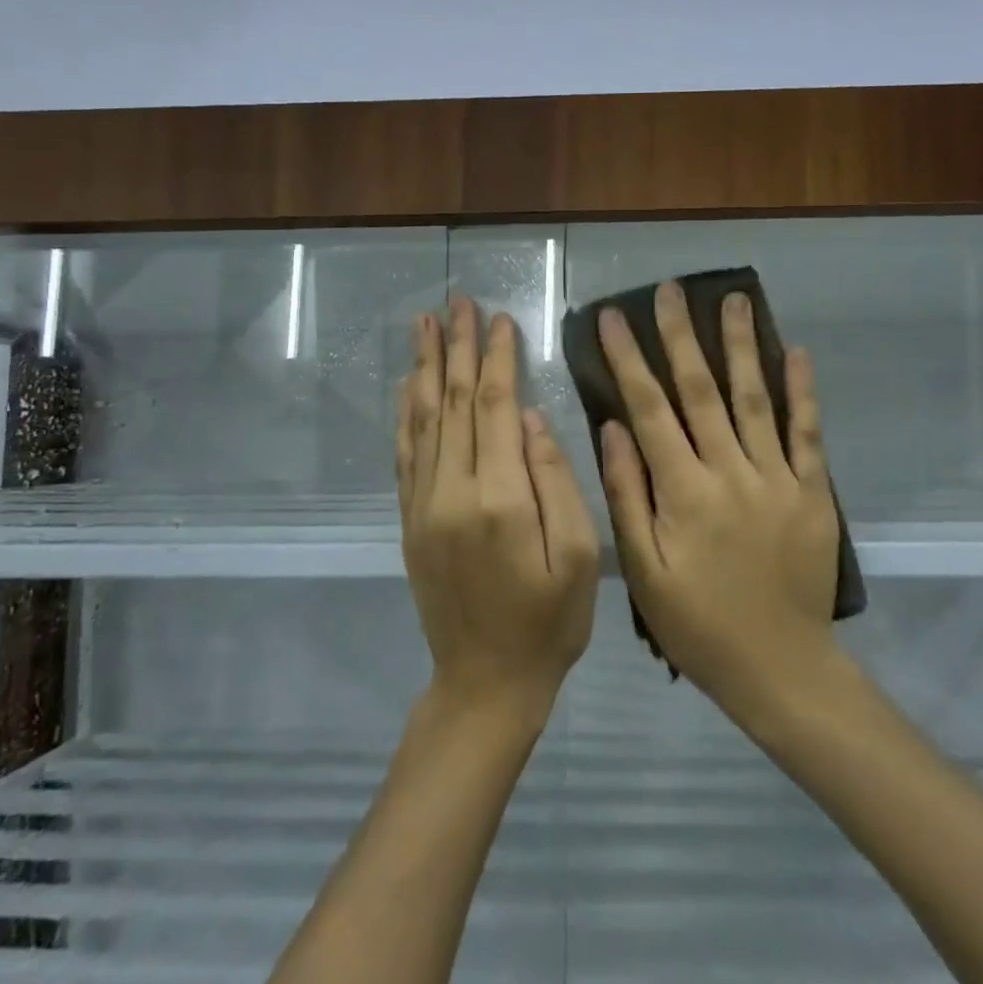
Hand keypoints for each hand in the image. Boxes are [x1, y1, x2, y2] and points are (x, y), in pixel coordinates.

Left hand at [397, 295, 598, 720]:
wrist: (485, 682)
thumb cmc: (549, 622)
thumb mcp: (577, 556)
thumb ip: (555, 481)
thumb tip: (532, 419)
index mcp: (500, 497)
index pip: (498, 407)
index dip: (498, 358)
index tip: (499, 317)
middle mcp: (452, 491)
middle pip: (456, 403)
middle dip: (457, 348)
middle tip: (456, 301)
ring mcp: (423, 506)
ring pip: (424, 420)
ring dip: (425, 367)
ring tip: (424, 324)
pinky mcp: (410, 521)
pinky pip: (405, 454)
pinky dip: (406, 413)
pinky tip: (408, 385)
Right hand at [596, 282, 841, 714]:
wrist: (779, 665)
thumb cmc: (698, 623)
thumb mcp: (643, 570)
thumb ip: (628, 495)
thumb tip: (612, 428)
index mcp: (683, 491)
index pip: (649, 409)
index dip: (630, 360)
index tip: (614, 318)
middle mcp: (730, 471)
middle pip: (701, 391)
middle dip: (682, 336)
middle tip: (670, 290)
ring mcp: (777, 478)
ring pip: (755, 399)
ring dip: (742, 346)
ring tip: (733, 299)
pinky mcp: (812, 491)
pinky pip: (808, 433)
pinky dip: (803, 391)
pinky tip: (797, 352)